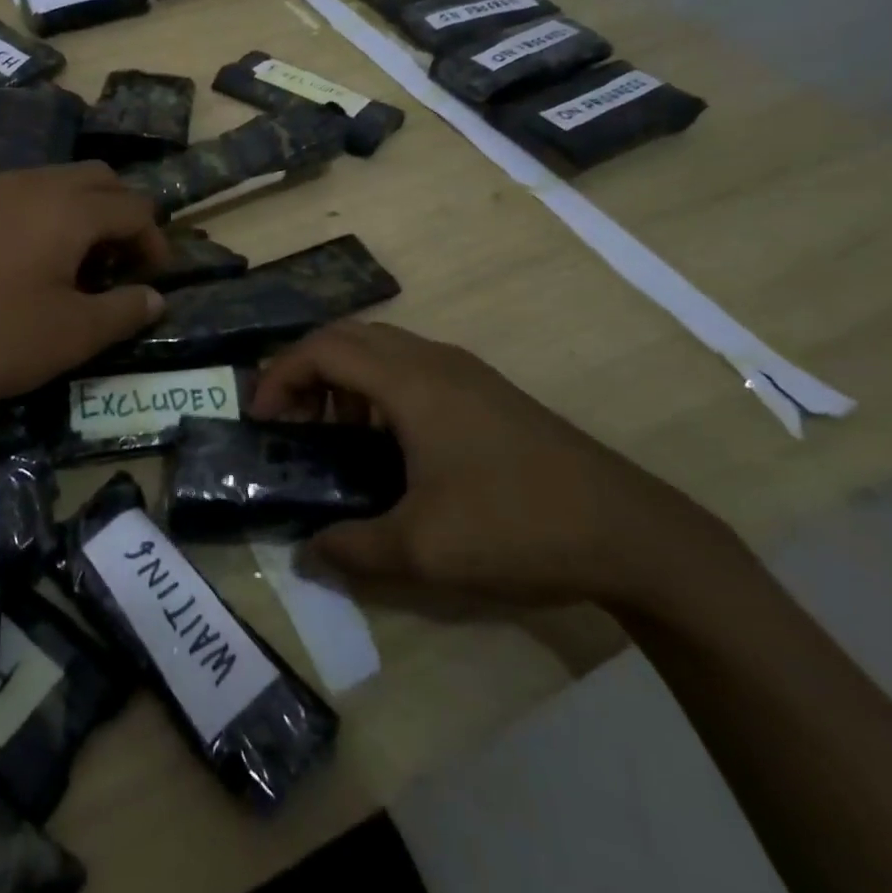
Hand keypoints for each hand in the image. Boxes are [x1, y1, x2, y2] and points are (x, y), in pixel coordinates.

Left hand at [0, 163, 167, 404]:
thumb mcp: (69, 336)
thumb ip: (122, 313)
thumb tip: (155, 298)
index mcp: (68, 209)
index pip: (135, 208)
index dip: (155, 243)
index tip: (151, 281)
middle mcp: (33, 184)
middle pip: (100, 179)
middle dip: (122, 216)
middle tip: (119, 264)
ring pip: (57, 183)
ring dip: (83, 214)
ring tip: (76, 266)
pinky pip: (21, 198)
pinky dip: (44, 218)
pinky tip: (24, 265)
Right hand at [250, 321, 712, 607]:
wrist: (631, 531)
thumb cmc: (515, 525)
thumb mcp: (423, 549)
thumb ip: (353, 549)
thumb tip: (307, 555)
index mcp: (411, 382)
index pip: (324, 349)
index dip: (280, 375)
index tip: (260, 417)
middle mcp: (434, 361)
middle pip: (349, 337)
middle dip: (307, 370)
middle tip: (288, 420)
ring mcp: (466, 373)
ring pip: (383, 351)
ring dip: (344, 379)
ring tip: (332, 433)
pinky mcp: (487, 393)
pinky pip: (412, 369)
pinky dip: (378, 390)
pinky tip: (386, 444)